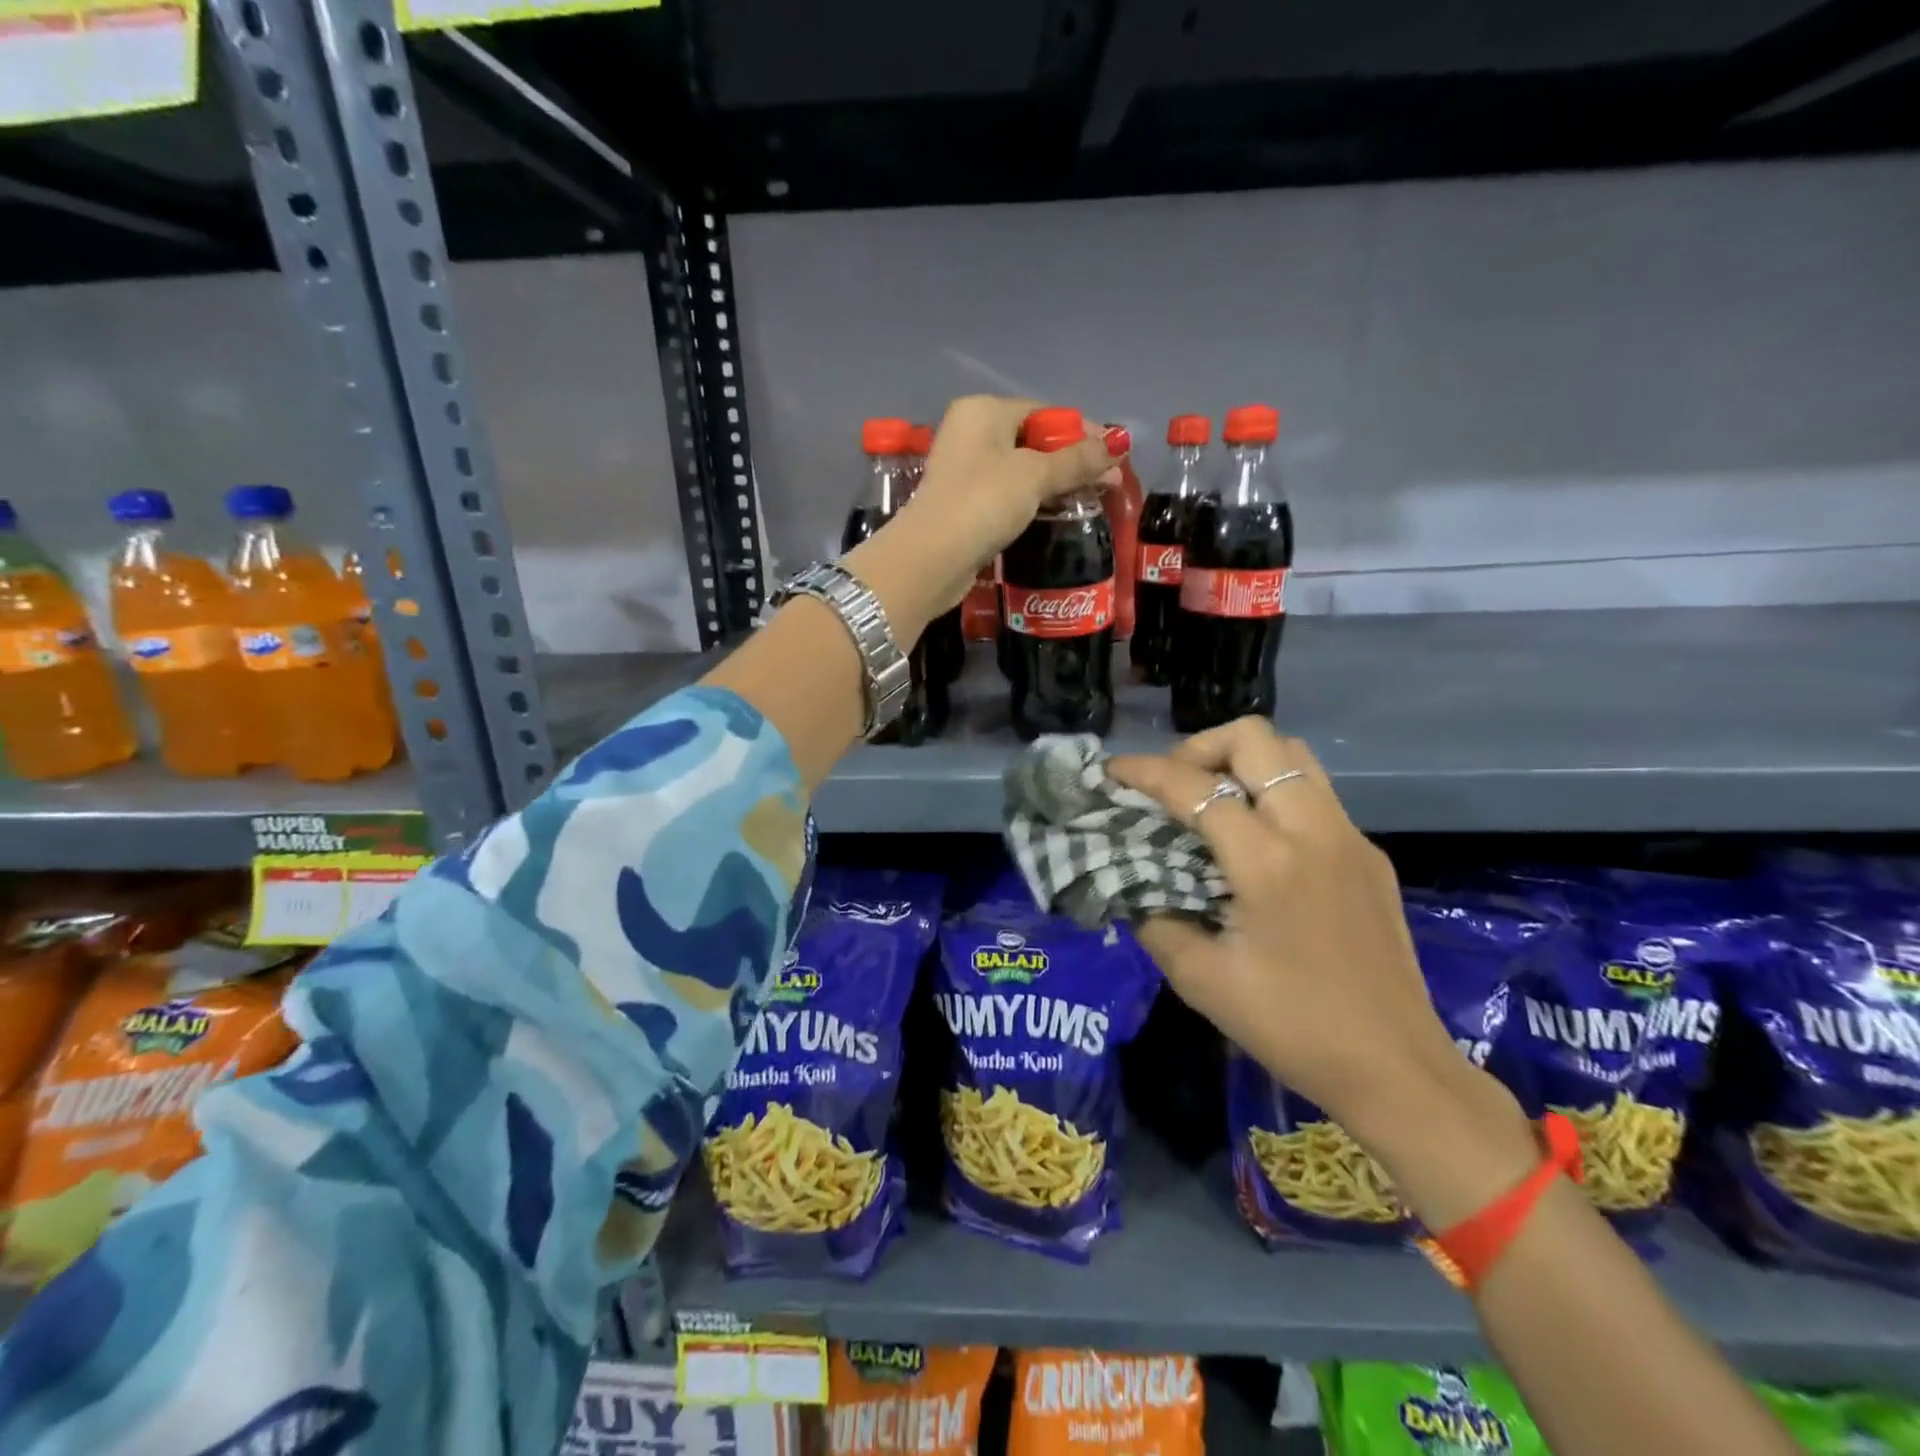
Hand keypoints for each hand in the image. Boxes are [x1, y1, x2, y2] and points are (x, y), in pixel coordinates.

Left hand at [907, 396, 1121, 603]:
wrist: (931, 559)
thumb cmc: (983, 503)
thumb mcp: (1035, 476)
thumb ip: (1077, 460)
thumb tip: (1119, 443)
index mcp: (983, 411)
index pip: (1043, 412)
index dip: (1082, 432)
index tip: (1114, 457)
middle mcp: (970, 434)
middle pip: (1033, 441)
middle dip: (1073, 461)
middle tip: (1109, 484)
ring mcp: (965, 472)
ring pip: (1022, 471)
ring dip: (1056, 484)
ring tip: (1091, 501)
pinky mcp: (964, 506)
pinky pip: (1008, 496)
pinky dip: (1033, 502)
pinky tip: (1057, 515)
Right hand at [1106, 717, 1479, 1139]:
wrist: (1396, 1069)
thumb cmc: (1292, 1028)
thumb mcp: (1200, 980)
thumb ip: (1155, 919)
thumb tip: (1133, 885)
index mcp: (1268, 861)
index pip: (1194, 787)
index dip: (1142, 771)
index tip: (1110, 773)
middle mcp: (1313, 830)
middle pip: (1256, 739)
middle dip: (1199, 748)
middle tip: (1173, 786)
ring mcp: (1349, 837)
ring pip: (1293, 754)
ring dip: (1242, 761)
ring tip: (1210, 800)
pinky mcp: (1369, 855)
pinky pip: (1315, 793)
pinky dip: (1273, 792)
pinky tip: (1256, 841)